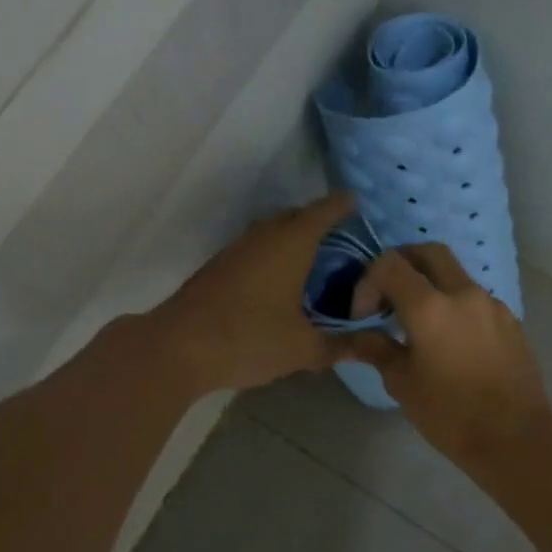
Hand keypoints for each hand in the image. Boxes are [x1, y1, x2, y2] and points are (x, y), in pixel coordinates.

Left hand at [149, 192, 358, 392]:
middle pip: (296, 217)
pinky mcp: (218, 267)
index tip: (359, 203)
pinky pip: (255, 249)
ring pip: (271, 232)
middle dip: (319, 221)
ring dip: (292, 238)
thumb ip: (340, 346)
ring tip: (314, 260)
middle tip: (342, 239)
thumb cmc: (249, 338)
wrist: (178, 347)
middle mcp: (264, 236)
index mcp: (291, 243)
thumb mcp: (302, 348)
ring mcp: (236, 249)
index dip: (344, 206)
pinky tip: (279, 281)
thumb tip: (372, 346)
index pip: (325, 211)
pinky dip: (272, 255)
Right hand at [342, 245, 551, 472]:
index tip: (364, 315)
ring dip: (430, 285)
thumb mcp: (401, 383)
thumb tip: (353, 337)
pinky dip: (454, 305)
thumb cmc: (450, 414)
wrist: (516, 438)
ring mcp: (491, 304)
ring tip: (418, 324)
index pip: (389, 264)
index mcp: (429, 306)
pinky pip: (474, 299)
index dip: (368, 282)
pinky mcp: (510, 320)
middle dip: (402, 263)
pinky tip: (450, 341)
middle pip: (427, 251)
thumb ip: (375, 349)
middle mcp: (463, 293)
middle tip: (388, 294)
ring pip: (454, 274)